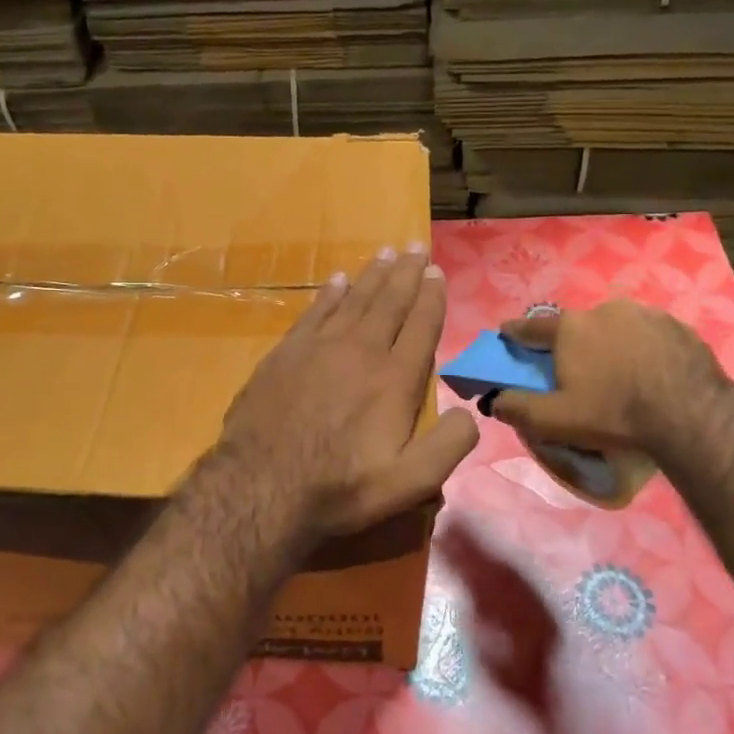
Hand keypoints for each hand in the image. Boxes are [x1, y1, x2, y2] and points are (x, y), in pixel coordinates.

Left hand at [218, 245, 479, 549]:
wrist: (262, 485)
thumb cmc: (340, 487)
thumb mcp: (409, 483)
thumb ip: (448, 446)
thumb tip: (470, 414)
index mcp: (395, 380)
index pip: (421, 326)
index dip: (432, 297)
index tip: (437, 272)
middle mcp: (361, 351)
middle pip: (389, 302)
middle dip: (406, 273)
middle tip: (416, 247)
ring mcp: (320, 347)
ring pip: (353, 299)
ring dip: (372, 275)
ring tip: (386, 253)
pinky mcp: (286, 352)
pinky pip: (315, 311)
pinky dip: (330, 293)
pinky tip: (337, 280)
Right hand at [491, 301, 728, 455]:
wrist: (691, 414)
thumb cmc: (613, 413)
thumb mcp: (556, 420)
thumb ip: (518, 408)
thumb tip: (493, 400)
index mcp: (570, 328)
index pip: (532, 327)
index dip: (516, 333)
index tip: (506, 335)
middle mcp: (604, 310)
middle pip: (577, 327)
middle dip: (572, 344)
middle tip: (577, 370)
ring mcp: (645, 314)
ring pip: (616, 327)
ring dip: (611, 344)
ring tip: (618, 373)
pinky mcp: (678, 326)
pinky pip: (649, 335)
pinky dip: (643, 349)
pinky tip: (650, 372)